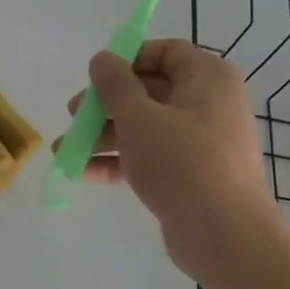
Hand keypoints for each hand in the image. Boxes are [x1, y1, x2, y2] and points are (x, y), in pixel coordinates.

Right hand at [68, 40, 284, 285]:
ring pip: (146, 127)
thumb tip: (102, 58)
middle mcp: (209, 103)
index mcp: (207, 78)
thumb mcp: (138, 117)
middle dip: (106, 104)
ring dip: (104, 135)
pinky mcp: (192, 174)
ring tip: (65, 150)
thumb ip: (115, 85)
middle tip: (73, 115)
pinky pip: (151, 156)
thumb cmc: (182, 163)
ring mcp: (202, 141)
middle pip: (149, 91)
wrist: (225, 236)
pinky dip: (120, 161)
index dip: (128, 59)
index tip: (95, 76)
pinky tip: (83, 172)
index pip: (166, 52)